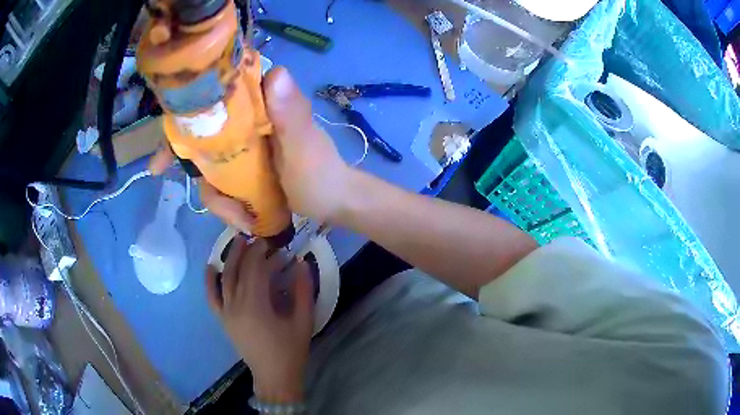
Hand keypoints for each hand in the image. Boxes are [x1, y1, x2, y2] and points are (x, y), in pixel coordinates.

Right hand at [149, 67, 354, 232]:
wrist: (334, 202)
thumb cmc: (321, 174)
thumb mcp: (304, 146)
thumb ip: (291, 114)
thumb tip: (275, 71)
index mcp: (259, 110)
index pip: (213, 104)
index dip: (182, 123)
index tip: (161, 154)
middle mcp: (245, 126)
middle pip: (200, 140)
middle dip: (187, 164)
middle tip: (164, 175)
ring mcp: (243, 151)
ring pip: (209, 170)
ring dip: (219, 200)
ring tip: (243, 218)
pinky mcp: (244, 171)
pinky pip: (221, 187)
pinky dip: (227, 206)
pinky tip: (246, 220)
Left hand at [205, 238, 314, 401]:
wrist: (274, 377)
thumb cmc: (291, 351)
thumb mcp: (303, 321)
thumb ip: (303, 291)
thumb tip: (301, 263)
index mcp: (256, 305)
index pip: (255, 269)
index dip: (263, 252)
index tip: (273, 242)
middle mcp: (236, 305)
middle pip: (239, 270)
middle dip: (248, 251)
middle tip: (258, 238)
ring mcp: (226, 312)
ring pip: (224, 278)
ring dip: (230, 258)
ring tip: (238, 242)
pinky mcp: (223, 320)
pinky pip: (212, 297)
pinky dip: (210, 281)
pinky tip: (211, 267)